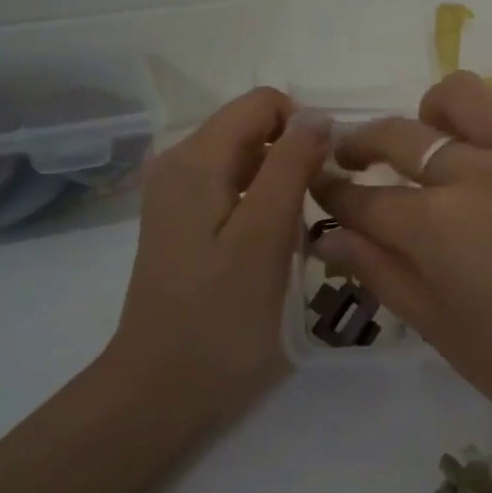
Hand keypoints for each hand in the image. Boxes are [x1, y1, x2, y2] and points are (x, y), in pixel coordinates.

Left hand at [107, 88, 329, 410]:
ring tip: (301, 229)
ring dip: (282, 181)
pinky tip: (275, 242)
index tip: (329, 173)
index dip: (304, 127)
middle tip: (319, 208)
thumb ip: (291, 167)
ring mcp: (177, 194)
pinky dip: (262, 202)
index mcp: (195, 159)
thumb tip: (317, 115)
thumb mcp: (264, 237)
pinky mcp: (182, 221)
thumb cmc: (220, 316)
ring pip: (246, 160)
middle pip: (252, 129)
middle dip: (294, 155)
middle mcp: (179, 163)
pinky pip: (233, 188)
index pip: (261, 104)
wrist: (162, 388)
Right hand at [310, 72, 491, 449]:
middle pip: (398, 135)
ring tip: (438, 141)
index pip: (362, 199)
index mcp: (436, 228)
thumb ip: (385, 275)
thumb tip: (332, 235)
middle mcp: (477, 174)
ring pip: (464, 94)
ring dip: (434, 112)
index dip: (332, 193)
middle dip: (360, 144)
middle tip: (355, 161)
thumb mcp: (445, 334)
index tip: (321, 189)